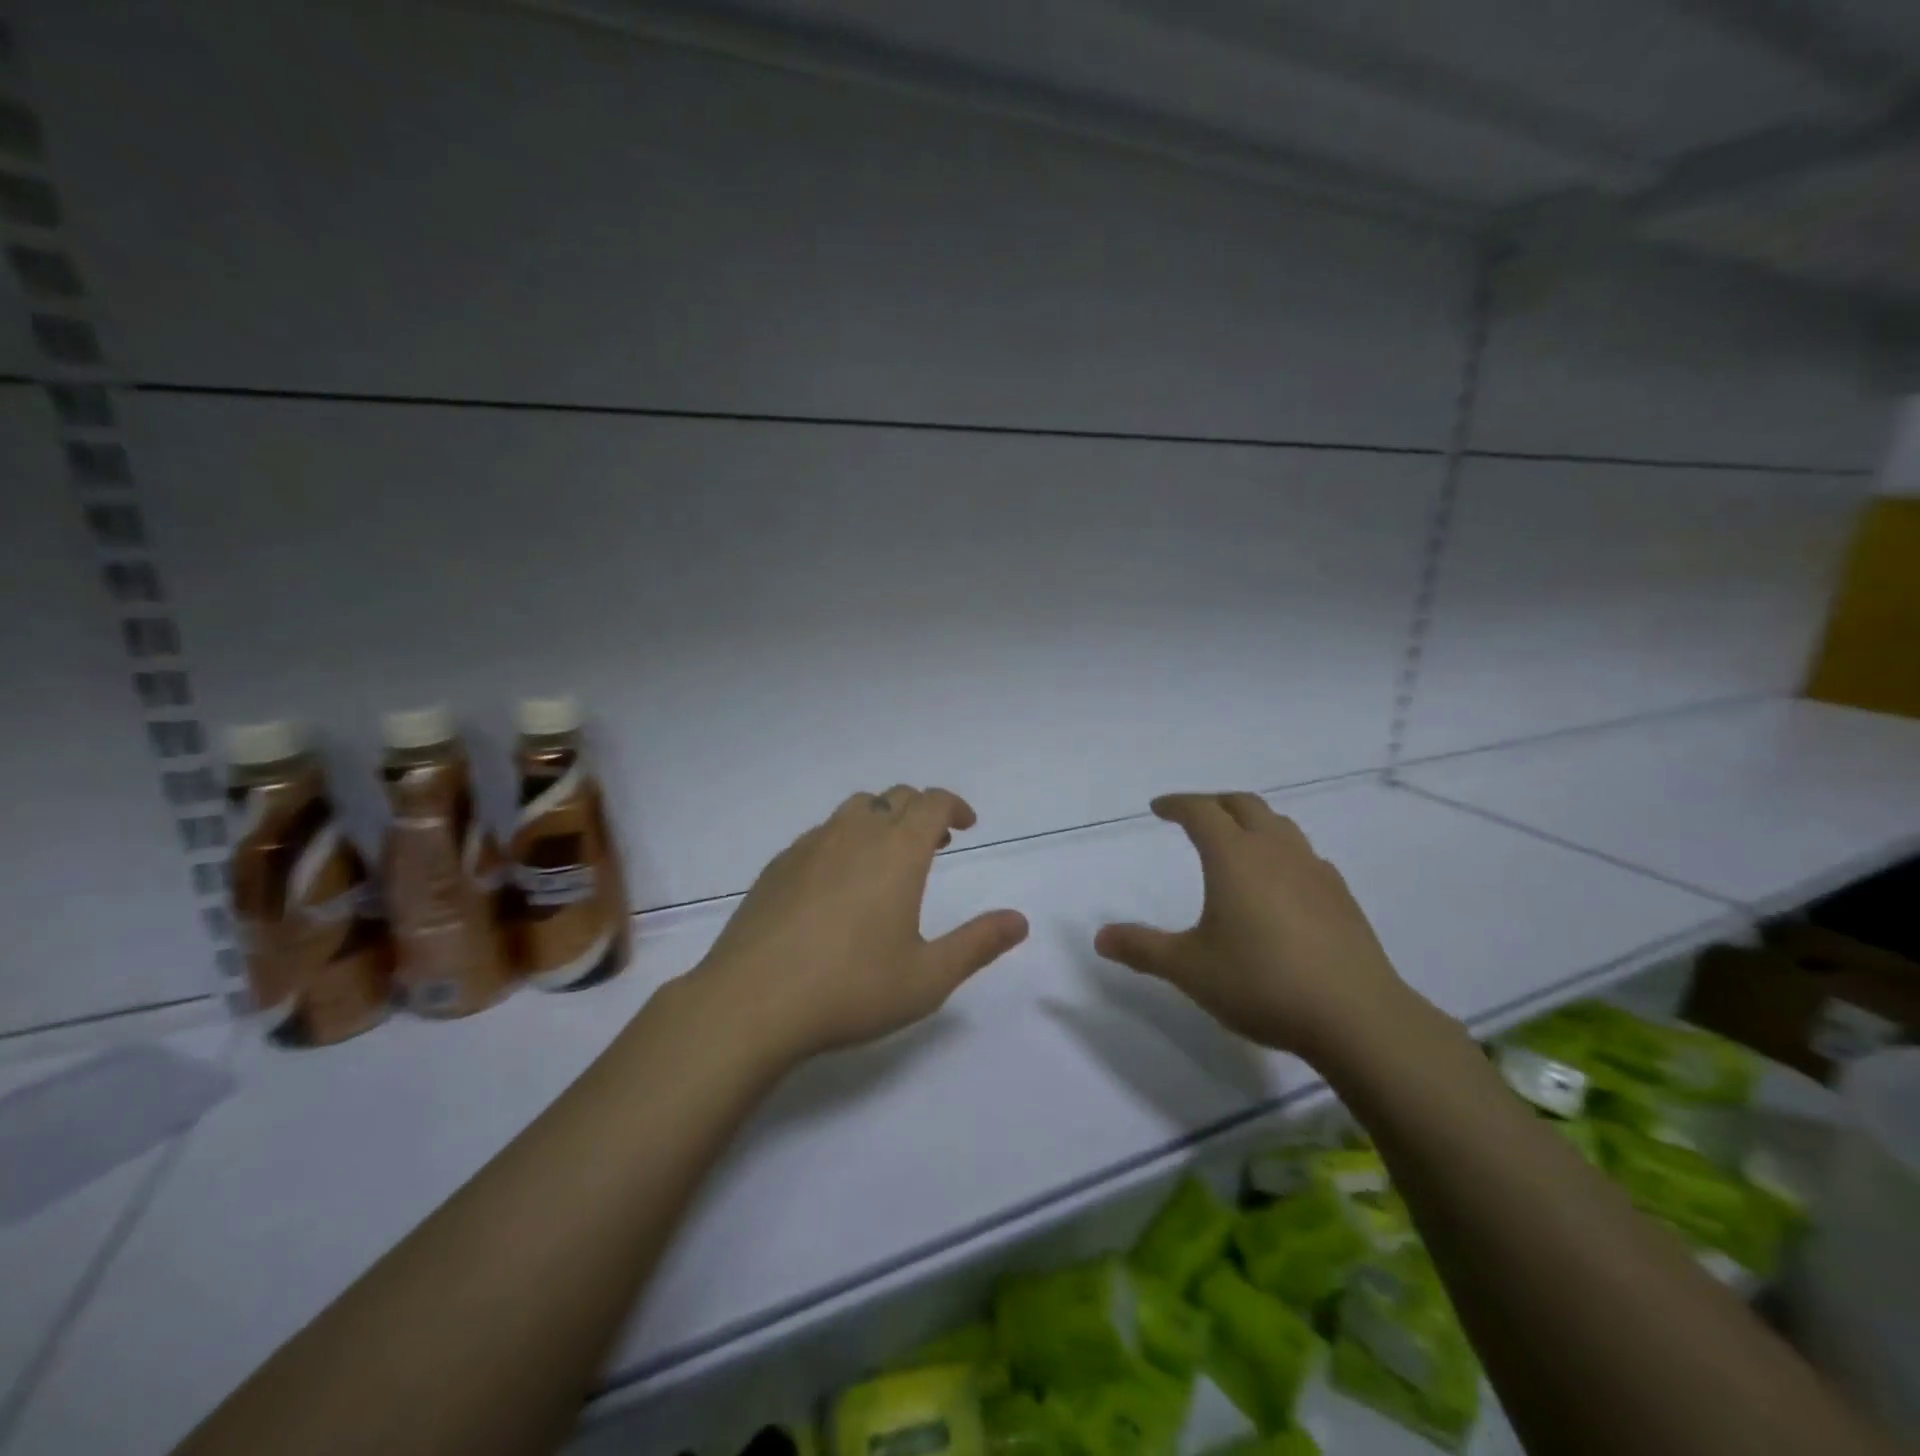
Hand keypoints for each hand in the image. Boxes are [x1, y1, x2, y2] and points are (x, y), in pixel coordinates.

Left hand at [689, 786, 1028, 1061]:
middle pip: (895, 798)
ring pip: (855, 809)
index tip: (966, 824)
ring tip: (888, 857)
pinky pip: (821, 834)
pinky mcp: (778, 865)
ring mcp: (810, 845)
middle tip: (936, 842)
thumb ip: (977, 944)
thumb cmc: (850, 988)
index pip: (932, 802)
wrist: (751, 1002)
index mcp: (896, 851)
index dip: (954, 805)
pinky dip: (844, 840)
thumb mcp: (927, 977)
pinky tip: (838, 883)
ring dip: (882, 820)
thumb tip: (1020, 921)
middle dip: (922, 811)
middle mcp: (854, 834)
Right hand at [1095, 793, 1412, 1060]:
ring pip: (1280, 825)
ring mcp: (1314, 871)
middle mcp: (1275, 851)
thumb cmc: (1261, 983)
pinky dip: (1281, 852)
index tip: (1158, 808)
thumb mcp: (1189, 969)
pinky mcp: (1340, 897)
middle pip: (1244, 805)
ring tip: (1236, 842)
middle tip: (1194, 815)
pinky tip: (1280, 884)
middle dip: (1214, 803)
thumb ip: (1142, 949)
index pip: (1201, 811)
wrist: (1356, 1017)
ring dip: (1252, 822)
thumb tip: (1100, 937)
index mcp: (1234, 857)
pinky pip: (1304, 855)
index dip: (1176, 804)